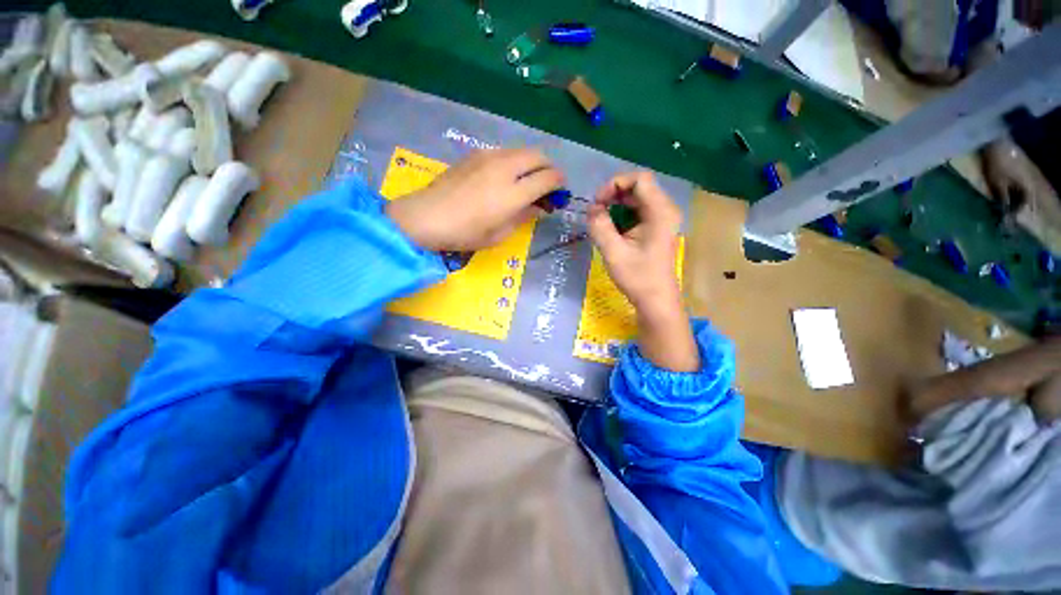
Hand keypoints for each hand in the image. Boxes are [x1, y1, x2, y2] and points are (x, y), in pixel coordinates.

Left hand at [386, 149, 563, 251]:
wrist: (427, 216)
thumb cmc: (466, 233)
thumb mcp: (500, 233)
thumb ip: (524, 216)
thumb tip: (540, 206)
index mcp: (513, 193)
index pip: (548, 178)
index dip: (559, 183)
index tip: (560, 191)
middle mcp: (505, 168)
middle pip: (538, 156)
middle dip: (549, 167)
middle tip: (547, 183)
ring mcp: (489, 157)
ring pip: (522, 150)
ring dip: (532, 162)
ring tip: (526, 180)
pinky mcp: (475, 154)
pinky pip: (505, 152)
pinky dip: (514, 161)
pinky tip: (505, 176)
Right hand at [587, 172, 699, 371]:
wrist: (656, 300)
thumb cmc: (638, 278)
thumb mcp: (613, 252)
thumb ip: (599, 227)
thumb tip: (591, 209)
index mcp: (660, 212)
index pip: (639, 179)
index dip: (615, 184)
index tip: (598, 203)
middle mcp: (665, 210)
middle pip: (638, 187)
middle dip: (613, 195)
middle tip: (595, 212)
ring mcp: (662, 219)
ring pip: (636, 199)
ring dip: (616, 205)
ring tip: (600, 221)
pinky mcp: (656, 228)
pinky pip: (637, 211)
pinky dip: (621, 215)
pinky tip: (611, 229)